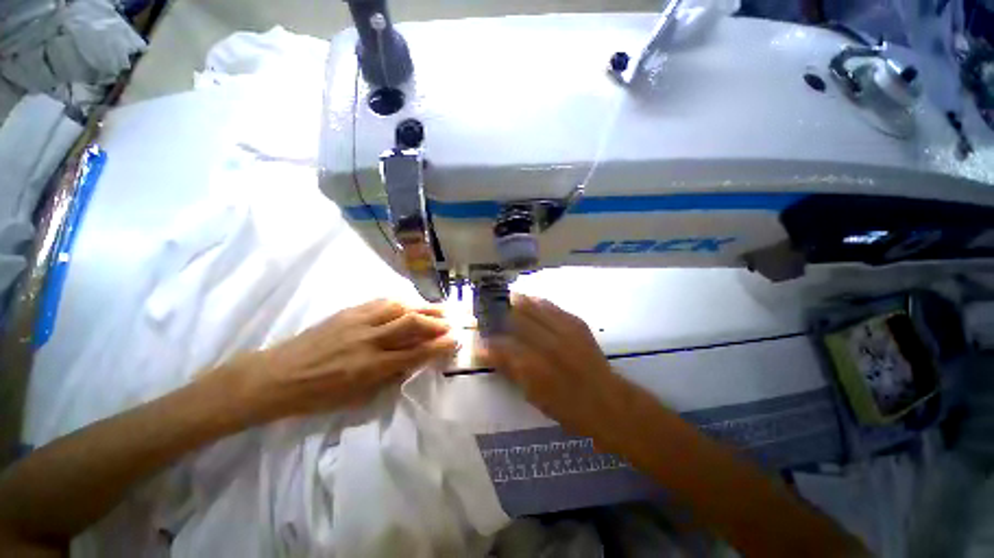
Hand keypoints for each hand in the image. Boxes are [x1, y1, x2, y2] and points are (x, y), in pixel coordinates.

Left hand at [229, 299, 456, 422]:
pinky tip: (411, 304)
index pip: (415, 352)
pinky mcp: (349, 312)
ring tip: (440, 309)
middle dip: (437, 322)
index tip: (455, 340)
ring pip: (400, 308)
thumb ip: (389, 377)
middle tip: (454, 320)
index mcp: (370, 367)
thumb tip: (413, 362)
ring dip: (424, 308)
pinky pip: (382, 302)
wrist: (276, 376)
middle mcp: (369, 340)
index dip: (438, 345)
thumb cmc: (317, 395)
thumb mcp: (356, 398)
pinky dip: (402, 302)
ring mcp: (358, 322)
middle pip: (412, 324)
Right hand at [483, 294, 621, 435]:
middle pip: (518, 320)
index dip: (488, 343)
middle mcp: (549, 343)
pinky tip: (532, 300)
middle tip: (490, 311)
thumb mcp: (534, 395)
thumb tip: (488, 355)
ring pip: (535, 308)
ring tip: (507, 298)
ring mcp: (565, 330)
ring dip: (519, 302)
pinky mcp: (577, 324)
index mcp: (536, 366)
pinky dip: (539, 303)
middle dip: (501, 314)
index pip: (503, 347)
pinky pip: (553, 307)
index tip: (479, 340)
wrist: (608, 402)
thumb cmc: (569, 406)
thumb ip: (510, 370)